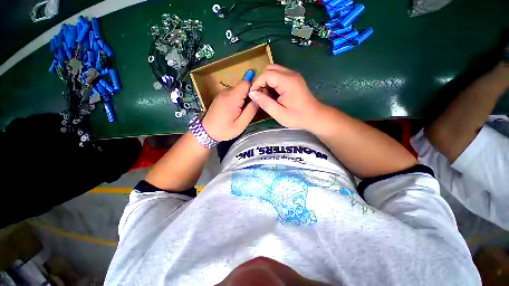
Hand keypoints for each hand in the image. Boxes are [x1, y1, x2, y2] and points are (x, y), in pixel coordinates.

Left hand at [201, 81, 258, 141]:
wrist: (206, 132)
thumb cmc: (224, 130)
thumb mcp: (240, 124)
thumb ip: (250, 111)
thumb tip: (258, 99)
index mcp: (232, 98)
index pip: (246, 83)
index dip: (254, 89)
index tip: (257, 99)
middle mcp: (226, 92)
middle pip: (242, 86)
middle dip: (249, 95)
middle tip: (251, 108)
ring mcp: (222, 94)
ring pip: (238, 90)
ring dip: (244, 98)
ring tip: (243, 111)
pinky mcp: (220, 97)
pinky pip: (233, 94)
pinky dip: (238, 99)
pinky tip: (237, 110)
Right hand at [248, 64, 324, 130]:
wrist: (314, 116)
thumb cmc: (297, 117)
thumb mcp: (279, 114)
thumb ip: (265, 103)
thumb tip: (252, 93)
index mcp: (288, 82)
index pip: (267, 74)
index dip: (257, 83)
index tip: (253, 95)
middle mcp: (291, 74)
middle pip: (270, 68)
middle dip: (261, 80)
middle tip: (260, 95)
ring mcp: (293, 75)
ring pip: (274, 70)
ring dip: (266, 81)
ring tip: (266, 95)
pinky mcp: (294, 79)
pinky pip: (279, 75)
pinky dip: (272, 82)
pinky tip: (273, 94)